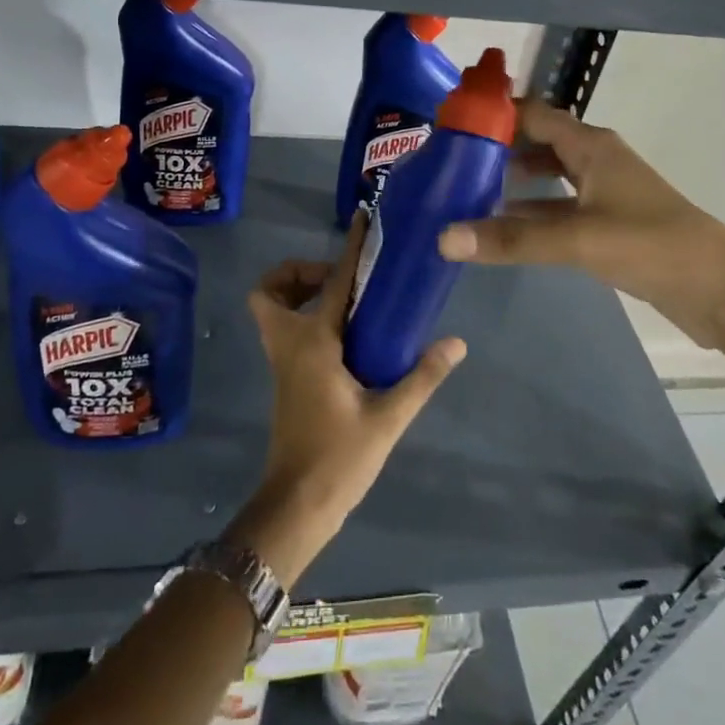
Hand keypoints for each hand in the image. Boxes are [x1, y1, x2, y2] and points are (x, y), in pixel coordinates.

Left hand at [229, 218, 466, 586]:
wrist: (297, 505)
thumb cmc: (339, 458)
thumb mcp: (388, 418)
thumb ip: (422, 376)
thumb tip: (455, 341)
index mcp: (313, 343)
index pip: (334, 282)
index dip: (350, 247)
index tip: (361, 219)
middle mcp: (290, 344)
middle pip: (270, 291)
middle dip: (297, 273)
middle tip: (341, 279)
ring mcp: (282, 363)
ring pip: (272, 311)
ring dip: (297, 294)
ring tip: (345, 301)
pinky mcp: (286, 378)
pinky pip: (285, 330)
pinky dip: (304, 317)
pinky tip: (345, 337)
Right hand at [436, 99, 724, 353]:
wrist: (723, 291)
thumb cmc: (652, 245)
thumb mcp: (577, 239)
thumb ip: (512, 239)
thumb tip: (443, 238)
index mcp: (592, 146)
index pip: (535, 114)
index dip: (496, 113)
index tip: (451, 121)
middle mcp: (596, 161)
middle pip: (538, 143)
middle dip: (497, 148)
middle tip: (449, 160)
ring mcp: (603, 194)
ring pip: (547, 178)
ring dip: (512, 182)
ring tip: (465, 192)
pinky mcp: (607, 226)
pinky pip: (558, 209)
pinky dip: (530, 213)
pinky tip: (501, 229)